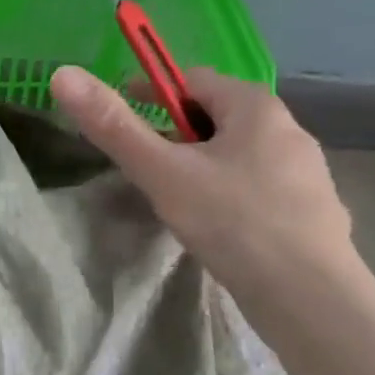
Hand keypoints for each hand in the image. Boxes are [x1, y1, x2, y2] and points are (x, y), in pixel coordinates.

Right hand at [50, 65, 355, 301]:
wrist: (311, 299)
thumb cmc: (233, 223)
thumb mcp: (162, 173)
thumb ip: (113, 127)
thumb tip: (63, 75)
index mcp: (256, 108)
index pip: (194, 79)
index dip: (152, 91)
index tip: (120, 115)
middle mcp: (289, 129)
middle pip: (217, 116)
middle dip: (175, 132)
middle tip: (143, 163)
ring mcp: (306, 172)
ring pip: (237, 153)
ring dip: (201, 163)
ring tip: (173, 196)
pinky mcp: (311, 211)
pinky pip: (256, 186)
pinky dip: (227, 191)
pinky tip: (214, 225)